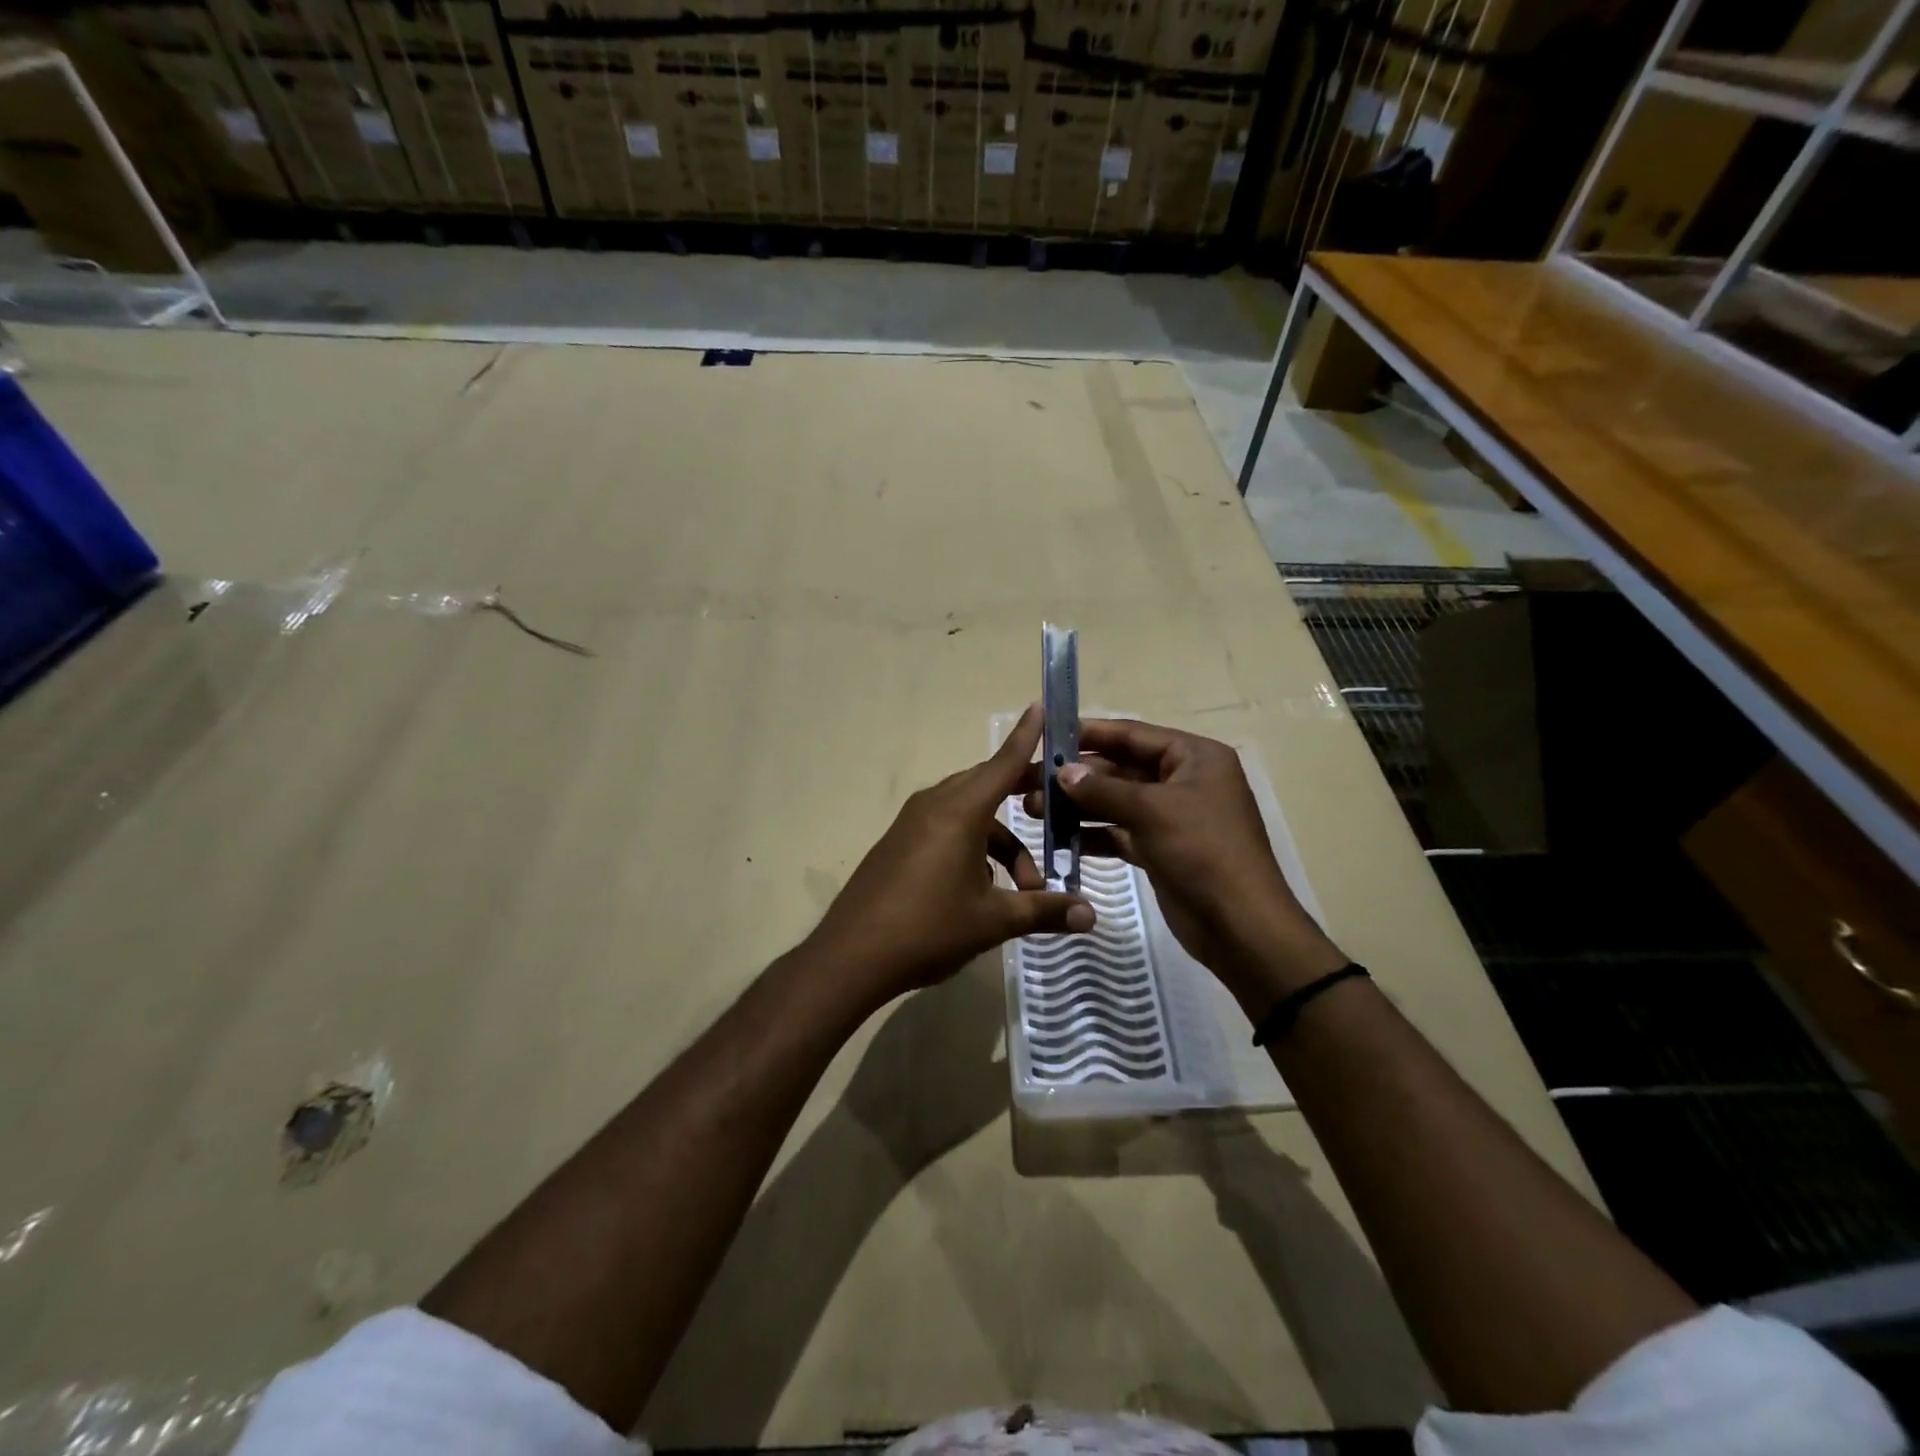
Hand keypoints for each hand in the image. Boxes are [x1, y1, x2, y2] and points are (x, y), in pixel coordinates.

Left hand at [808, 703, 1094, 1005]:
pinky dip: (974, 847)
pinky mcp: (899, 842)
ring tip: (1024, 888)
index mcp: (960, 812)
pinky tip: (984, 889)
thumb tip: (1091, 915)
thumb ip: (1044, 911)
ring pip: (969, 814)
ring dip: (1001, 842)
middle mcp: (935, 805)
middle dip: (1022, 796)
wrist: (851, 956)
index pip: (1003, 764)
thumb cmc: (928, 929)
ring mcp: (912, 823)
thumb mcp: (993, 921)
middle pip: (988, 786)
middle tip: (1057, 809)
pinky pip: (947, 828)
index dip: (1026, 736)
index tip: (1040, 706)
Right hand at [1024, 718, 1345, 1012]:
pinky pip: (1120, 832)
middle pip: (1120, 769)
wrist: (1240, 926)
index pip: (1132, 735)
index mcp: (1194, 757)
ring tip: (1032, 810)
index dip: (1089, 734)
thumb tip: (1062, 772)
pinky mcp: (1160, 849)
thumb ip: (1103, 789)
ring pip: (1116, 802)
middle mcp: (1183, 780)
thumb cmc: (1203, 852)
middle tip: (1028, 781)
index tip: (1046, 737)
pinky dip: (1092, 834)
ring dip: (1078, 806)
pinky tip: (1058, 838)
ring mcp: (1172, 817)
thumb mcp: (1152, 811)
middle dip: (1076, 777)